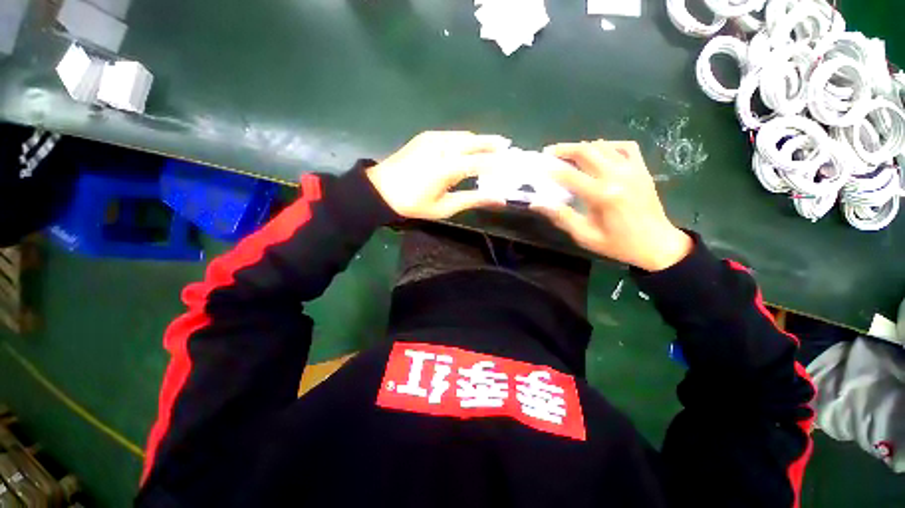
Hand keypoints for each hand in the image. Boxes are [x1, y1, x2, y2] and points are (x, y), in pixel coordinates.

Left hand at [366, 131, 511, 219]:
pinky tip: (470, 146)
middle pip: (474, 142)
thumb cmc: (413, 204)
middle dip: (492, 144)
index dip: (497, 164)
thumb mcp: (444, 207)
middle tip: (508, 147)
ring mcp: (433, 138)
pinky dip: (465, 140)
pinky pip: (452, 135)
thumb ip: (471, 199)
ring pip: (463, 136)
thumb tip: (495, 198)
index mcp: (446, 168)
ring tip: (494, 146)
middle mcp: (442, 147)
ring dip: (479, 140)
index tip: (511, 165)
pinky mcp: (426, 137)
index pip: (479, 162)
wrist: (380, 190)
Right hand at [534, 140, 692, 271]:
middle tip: (549, 152)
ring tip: (567, 152)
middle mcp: (618, 176)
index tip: (538, 167)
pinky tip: (599, 151)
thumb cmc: (617, 244)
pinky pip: (625, 146)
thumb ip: (561, 217)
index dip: (551, 170)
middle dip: (564, 149)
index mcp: (603, 195)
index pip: (570, 175)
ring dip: (582, 146)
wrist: (657, 244)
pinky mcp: (642, 169)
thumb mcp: (585, 236)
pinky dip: (609, 145)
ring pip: (603, 146)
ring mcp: (633, 169)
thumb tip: (537, 204)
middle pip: (586, 151)